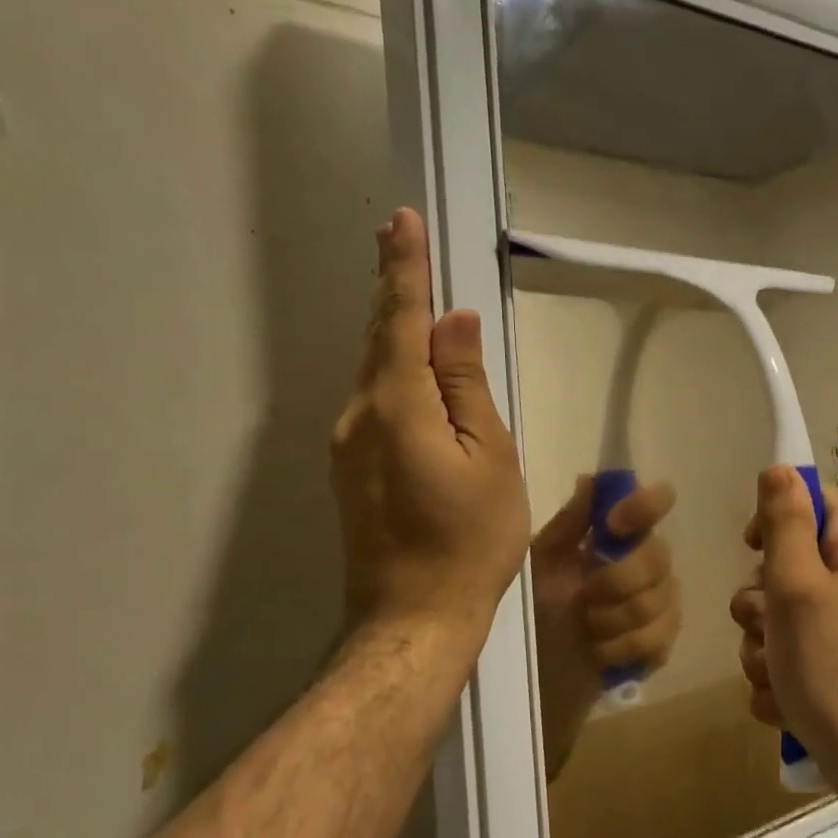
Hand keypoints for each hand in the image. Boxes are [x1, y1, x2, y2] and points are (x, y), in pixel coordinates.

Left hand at [331, 209, 529, 649]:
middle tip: (399, 237)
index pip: (401, 319)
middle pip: (379, 338)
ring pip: (375, 371)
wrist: (415, 616)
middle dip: (392, 287)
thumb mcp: (490, 457)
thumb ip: (467, 385)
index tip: (401, 222)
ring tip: (411, 293)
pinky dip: (392, 370)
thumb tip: (454, 324)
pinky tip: (410, 367)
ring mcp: (347, 444)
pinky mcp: (349, 468)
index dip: (404, 269)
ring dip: (393, 329)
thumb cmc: (470, 539)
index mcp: (398, 406)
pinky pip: (374, 401)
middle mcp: (359, 415)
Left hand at [532, 477, 679, 777]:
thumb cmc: (538, 607)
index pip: (655, 503)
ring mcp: (661, 603)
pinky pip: (658, 637)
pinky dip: (622, 646)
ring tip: (587, 626)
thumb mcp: (542, 562)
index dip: (644, 506)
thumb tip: (591, 479)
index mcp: (620, 536)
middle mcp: (648, 562)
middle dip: (616, 580)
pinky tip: (600, 651)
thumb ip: (570, 524)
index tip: (613, 525)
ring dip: (613, 618)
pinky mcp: (662, 642)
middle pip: (658, 556)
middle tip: (584, 597)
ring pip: (658, 600)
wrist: (538, 670)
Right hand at [731, 465, 837, 795]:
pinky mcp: (833, 659)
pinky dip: (778, 673)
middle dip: (761, 599)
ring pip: (775, 612)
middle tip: (770, 625)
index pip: (808, 498)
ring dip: (762, 644)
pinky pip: (785, 650)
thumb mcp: (798, 585)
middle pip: (784, 559)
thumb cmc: (832, 664)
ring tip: (779, 672)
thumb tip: (778, 466)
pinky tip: (787, 698)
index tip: (754, 550)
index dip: (774, 518)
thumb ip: (785, 522)